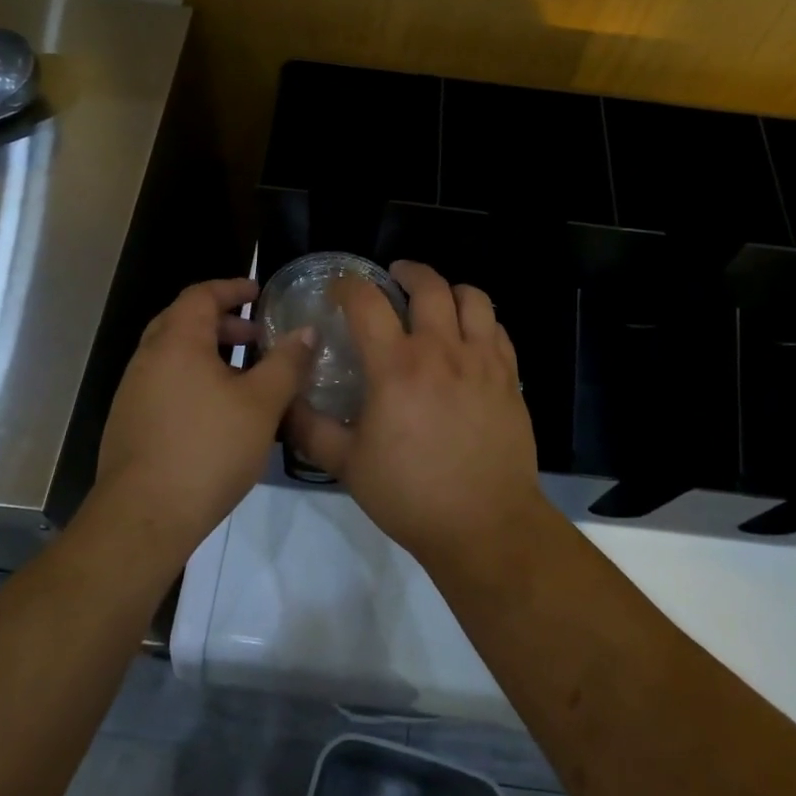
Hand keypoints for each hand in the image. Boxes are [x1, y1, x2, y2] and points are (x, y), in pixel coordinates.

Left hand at [92, 278, 314, 567]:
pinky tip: (218, 411)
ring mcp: (134, 391)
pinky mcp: (130, 422)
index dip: (231, 288)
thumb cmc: (208, 449)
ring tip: (245, 376)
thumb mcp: (261, 404)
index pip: (201, 294)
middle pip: (184, 321)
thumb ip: (286, 363)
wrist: (143, 517)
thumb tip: (307, 331)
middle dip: (223, 322)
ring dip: (209, 353)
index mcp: (176, 342)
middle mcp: (148, 357)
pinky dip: (193, 378)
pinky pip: (165, 382)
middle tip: (257, 335)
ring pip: (174, 355)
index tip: (259, 293)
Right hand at [289, 261, 544, 568]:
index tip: (340, 288)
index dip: (349, 285)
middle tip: (395, 277)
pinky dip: (481, 320)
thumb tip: (285, 403)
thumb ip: (311, 429)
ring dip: (450, 290)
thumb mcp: (348, 466)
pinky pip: (498, 329)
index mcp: (396, 367)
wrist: (485, 524)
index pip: (367, 302)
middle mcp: (441, 351)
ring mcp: (481, 360)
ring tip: (438, 300)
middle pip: (428, 285)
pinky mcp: (509, 376)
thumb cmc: (410, 495)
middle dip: (408, 271)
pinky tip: (470, 336)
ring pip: (472, 298)